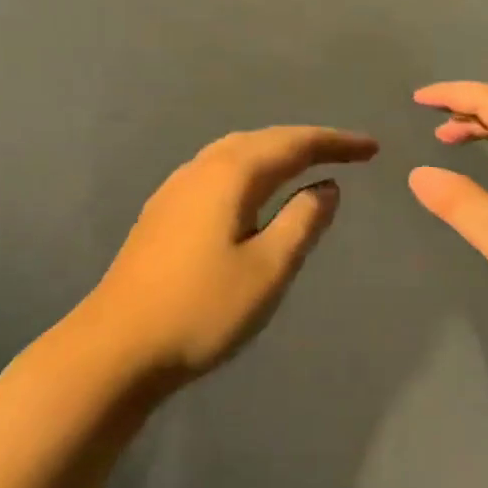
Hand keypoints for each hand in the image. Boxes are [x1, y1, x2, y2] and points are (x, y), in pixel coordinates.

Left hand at [82, 126, 379, 380]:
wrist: (116, 348)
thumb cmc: (201, 310)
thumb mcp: (268, 270)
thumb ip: (302, 222)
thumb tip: (327, 187)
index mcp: (230, 175)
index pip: (293, 144)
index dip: (335, 142)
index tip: (372, 148)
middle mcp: (200, 170)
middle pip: (262, 140)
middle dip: (307, 142)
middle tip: (346, 152)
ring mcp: (175, 189)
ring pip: (235, 152)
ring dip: (276, 151)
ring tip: (306, 163)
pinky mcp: (162, 212)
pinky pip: (218, 170)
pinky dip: (250, 168)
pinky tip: (254, 191)